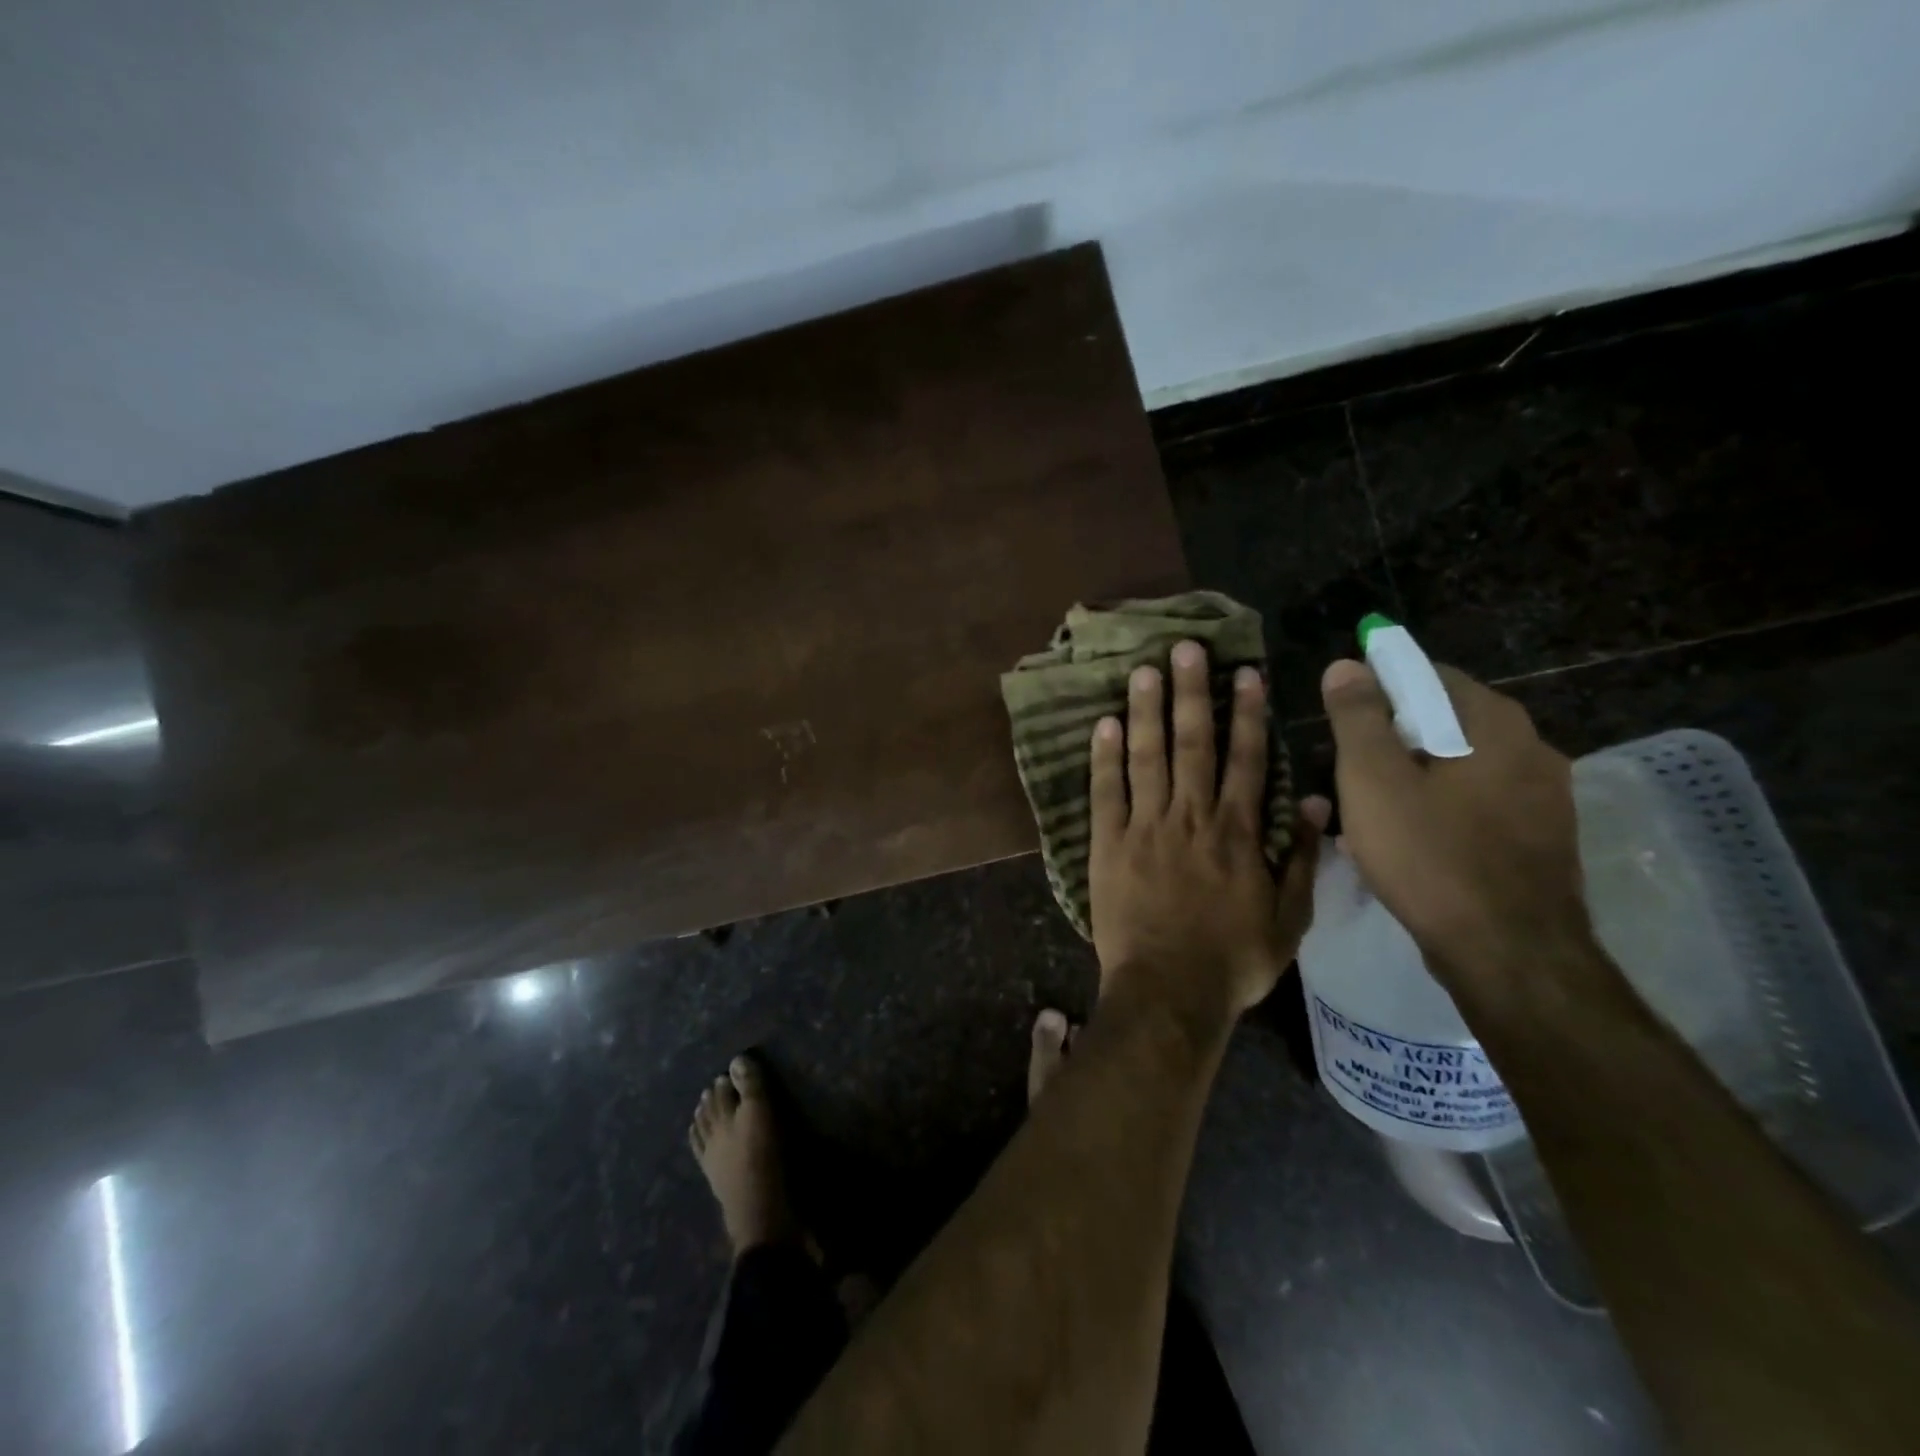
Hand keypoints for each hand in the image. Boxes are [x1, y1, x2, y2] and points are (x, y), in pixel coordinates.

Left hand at [1088, 640, 1324, 1021]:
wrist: (1168, 991)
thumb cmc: (1232, 960)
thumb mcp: (1288, 920)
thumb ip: (1302, 859)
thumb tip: (1316, 800)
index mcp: (1238, 832)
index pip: (1247, 759)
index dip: (1246, 713)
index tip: (1244, 673)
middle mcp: (1192, 817)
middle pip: (1193, 743)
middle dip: (1191, 692)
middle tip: (1185, 648)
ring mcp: (1145, 827)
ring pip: (1148, 757)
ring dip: (1147, 710)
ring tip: (1144, 670)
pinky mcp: (1107, 844)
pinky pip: (1105, 792)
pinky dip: (1105, 757)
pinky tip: (1104, 724)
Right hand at [1320, 658, 1597, 997]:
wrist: (1508, 954)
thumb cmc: (1430, 855)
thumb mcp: (1372, 779)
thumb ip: (1357, 716)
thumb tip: (1346, 665)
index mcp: (1493, 723)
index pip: (1427, 675)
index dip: (1377, 688)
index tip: (1341, 721)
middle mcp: (1531, 748)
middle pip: (1442, 723)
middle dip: (1390, 741)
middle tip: (1347, 773)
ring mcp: (1544, 797)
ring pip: (1457, 769)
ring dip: (1410, 780)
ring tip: (1368, 816)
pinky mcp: (1541, 840)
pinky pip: (1475, 807)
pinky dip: (1437, 812)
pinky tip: (1407, 846)